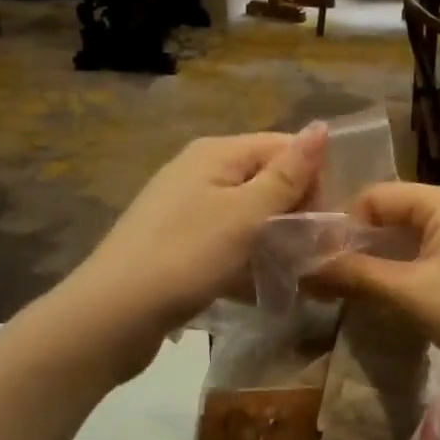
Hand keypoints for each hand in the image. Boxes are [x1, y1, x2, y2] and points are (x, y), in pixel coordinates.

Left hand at [55, 126, 327, 374]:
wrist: (114, 313)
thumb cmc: (188, 256)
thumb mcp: (246, 214)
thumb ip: (287, 174)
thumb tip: (322, 126)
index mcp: (216, 152)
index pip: (283, 146)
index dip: (312, 178)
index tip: (324, 222)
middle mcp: (200, 170)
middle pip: (266, 179)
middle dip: (295, 210)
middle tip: (310, 252)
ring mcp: (185, 207)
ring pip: (248, 213)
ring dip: (274, 237)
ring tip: (290, 271)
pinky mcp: (178, 241)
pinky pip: (227, 239)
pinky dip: (247, 256)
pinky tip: (257, 283)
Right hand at [311, 182, 439, 404]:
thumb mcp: (409, 294)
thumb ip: (356, 276)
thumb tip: (305, 270)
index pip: (378, 195)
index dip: (345, 225)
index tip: (320, 260)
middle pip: (397, 214)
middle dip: (363, 244)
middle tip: (331, 278)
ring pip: (416, 238)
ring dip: (385, 261)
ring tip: (355, 291)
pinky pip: (436, 256)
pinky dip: (410, 272)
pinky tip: (394, 299)